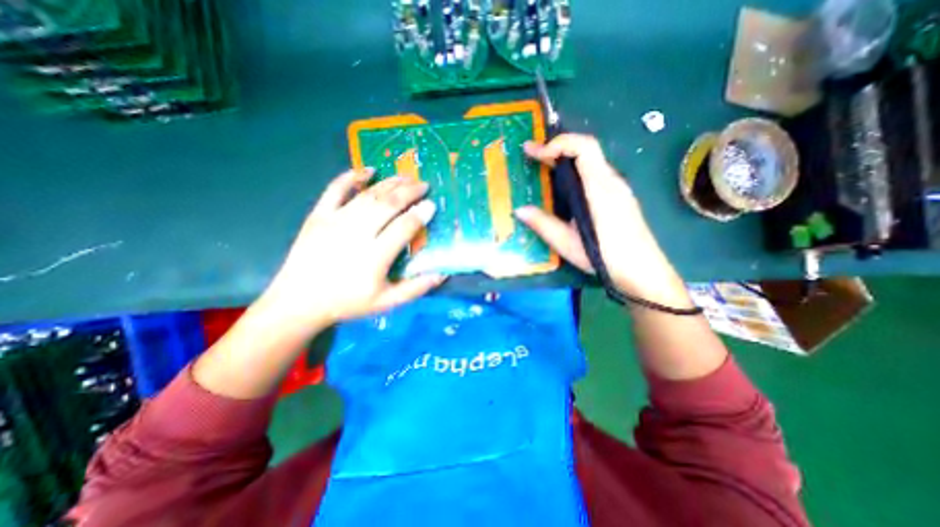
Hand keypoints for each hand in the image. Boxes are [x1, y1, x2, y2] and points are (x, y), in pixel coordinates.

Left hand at [256, 169, 444, 334]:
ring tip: (406, 177)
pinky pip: (336, 189)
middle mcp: (356, 233)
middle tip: (424, 185)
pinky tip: (368, 169)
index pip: (404, 226)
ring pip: (368, 194)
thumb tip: (443, 273)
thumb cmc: (347, 302)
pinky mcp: (318, 215)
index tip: (432, 205)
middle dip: (410, 192)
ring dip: (390, 183)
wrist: (299, 302)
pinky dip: (352, 176)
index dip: (421, 214)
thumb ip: (416, 288)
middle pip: (388, 204)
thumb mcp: (387, 302)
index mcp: (375, 256)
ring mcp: (335, 221)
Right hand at [517, 133, 679, 300]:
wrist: (643, 272)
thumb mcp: (568, 244)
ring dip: (566, 159)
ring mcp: (619, 188)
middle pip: (587, 149)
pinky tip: (565, 186)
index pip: (583, 147)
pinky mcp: (620, 196)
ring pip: (592, 161)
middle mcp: (612, 181)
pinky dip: (576, 170)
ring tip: (544, 168)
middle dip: (557, 148)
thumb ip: (543, 224)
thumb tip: (519, 210)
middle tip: (532, 155)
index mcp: (600, 189)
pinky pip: (596, 173)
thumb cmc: (605, 257)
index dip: (557, 143)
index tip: (534, 151)